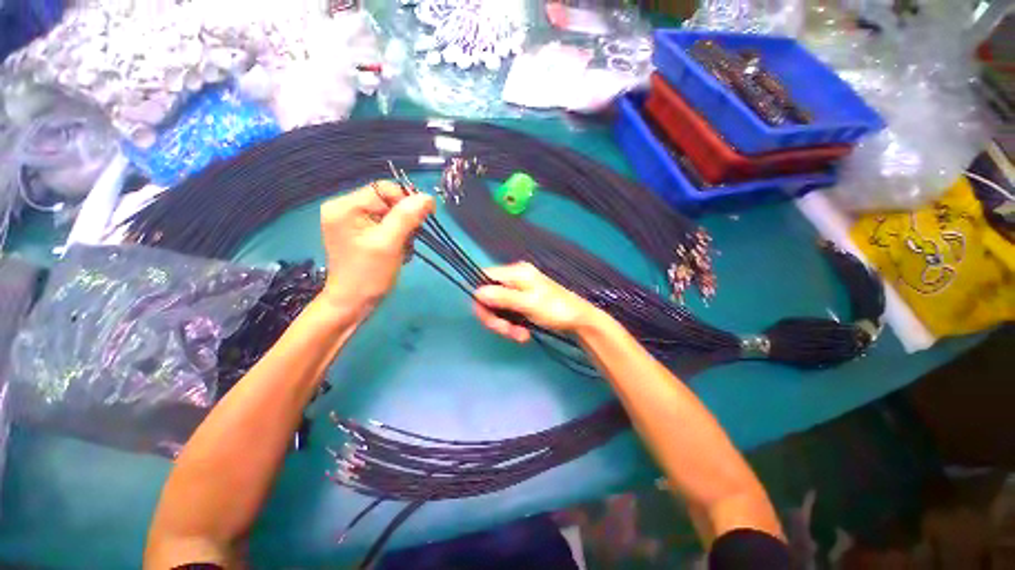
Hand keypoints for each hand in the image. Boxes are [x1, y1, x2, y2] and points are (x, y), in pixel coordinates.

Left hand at [318, 181, 433, 317]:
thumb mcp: (389, 243)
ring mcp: (351, 221)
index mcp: (345, 206)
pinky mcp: (359, 232)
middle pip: (387, 201)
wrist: (352, 303)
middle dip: (404, 221)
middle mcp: (345, 208)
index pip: (384, 189)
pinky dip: (397, 237)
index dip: (407, 202)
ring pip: (389, 214)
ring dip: (403, 231)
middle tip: (407, 242)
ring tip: (401, 249)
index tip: (423, 221)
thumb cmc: (368, 275)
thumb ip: (407, 217)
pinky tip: (397, 251)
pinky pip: (385, 225)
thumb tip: (427, 197)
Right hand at [474, 262, 600, 342]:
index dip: (481, 299)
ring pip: (498, 307)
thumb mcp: (528, 304)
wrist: (579, 320)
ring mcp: (518, 291)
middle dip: (495, 317)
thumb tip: (477, 293)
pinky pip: (508, 313)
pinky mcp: (522, 302)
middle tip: (507, 332)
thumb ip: (503, 297)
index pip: (485, 278)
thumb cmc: (556, 309)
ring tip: (520, 336)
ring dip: (505, 325)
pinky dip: (512, 325)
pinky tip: (522, 334)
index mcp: (516, 272)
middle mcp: (514, 278)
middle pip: (489, 296)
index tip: (489, 317)